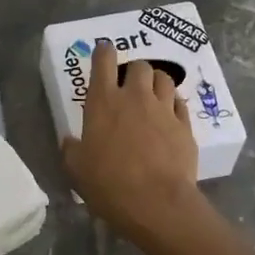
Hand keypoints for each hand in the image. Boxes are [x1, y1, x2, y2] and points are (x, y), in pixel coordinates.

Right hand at [62, 39, 203, 241]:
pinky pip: (180, 104)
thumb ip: (72, 149)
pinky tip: (169, 117)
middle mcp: (135, 97)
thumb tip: (70, 141)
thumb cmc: (109, 184)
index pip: (103, 61)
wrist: (156, 203)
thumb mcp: (76, 169)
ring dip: (156, 83)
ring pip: (164, 79)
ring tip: (152, 96)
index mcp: (103, 102)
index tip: (104, 51)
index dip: (103, 52)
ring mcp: (164, 109)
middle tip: (129, 85)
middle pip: (139, 66)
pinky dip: (174, 105)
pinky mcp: (185, 126)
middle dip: (134, 71)